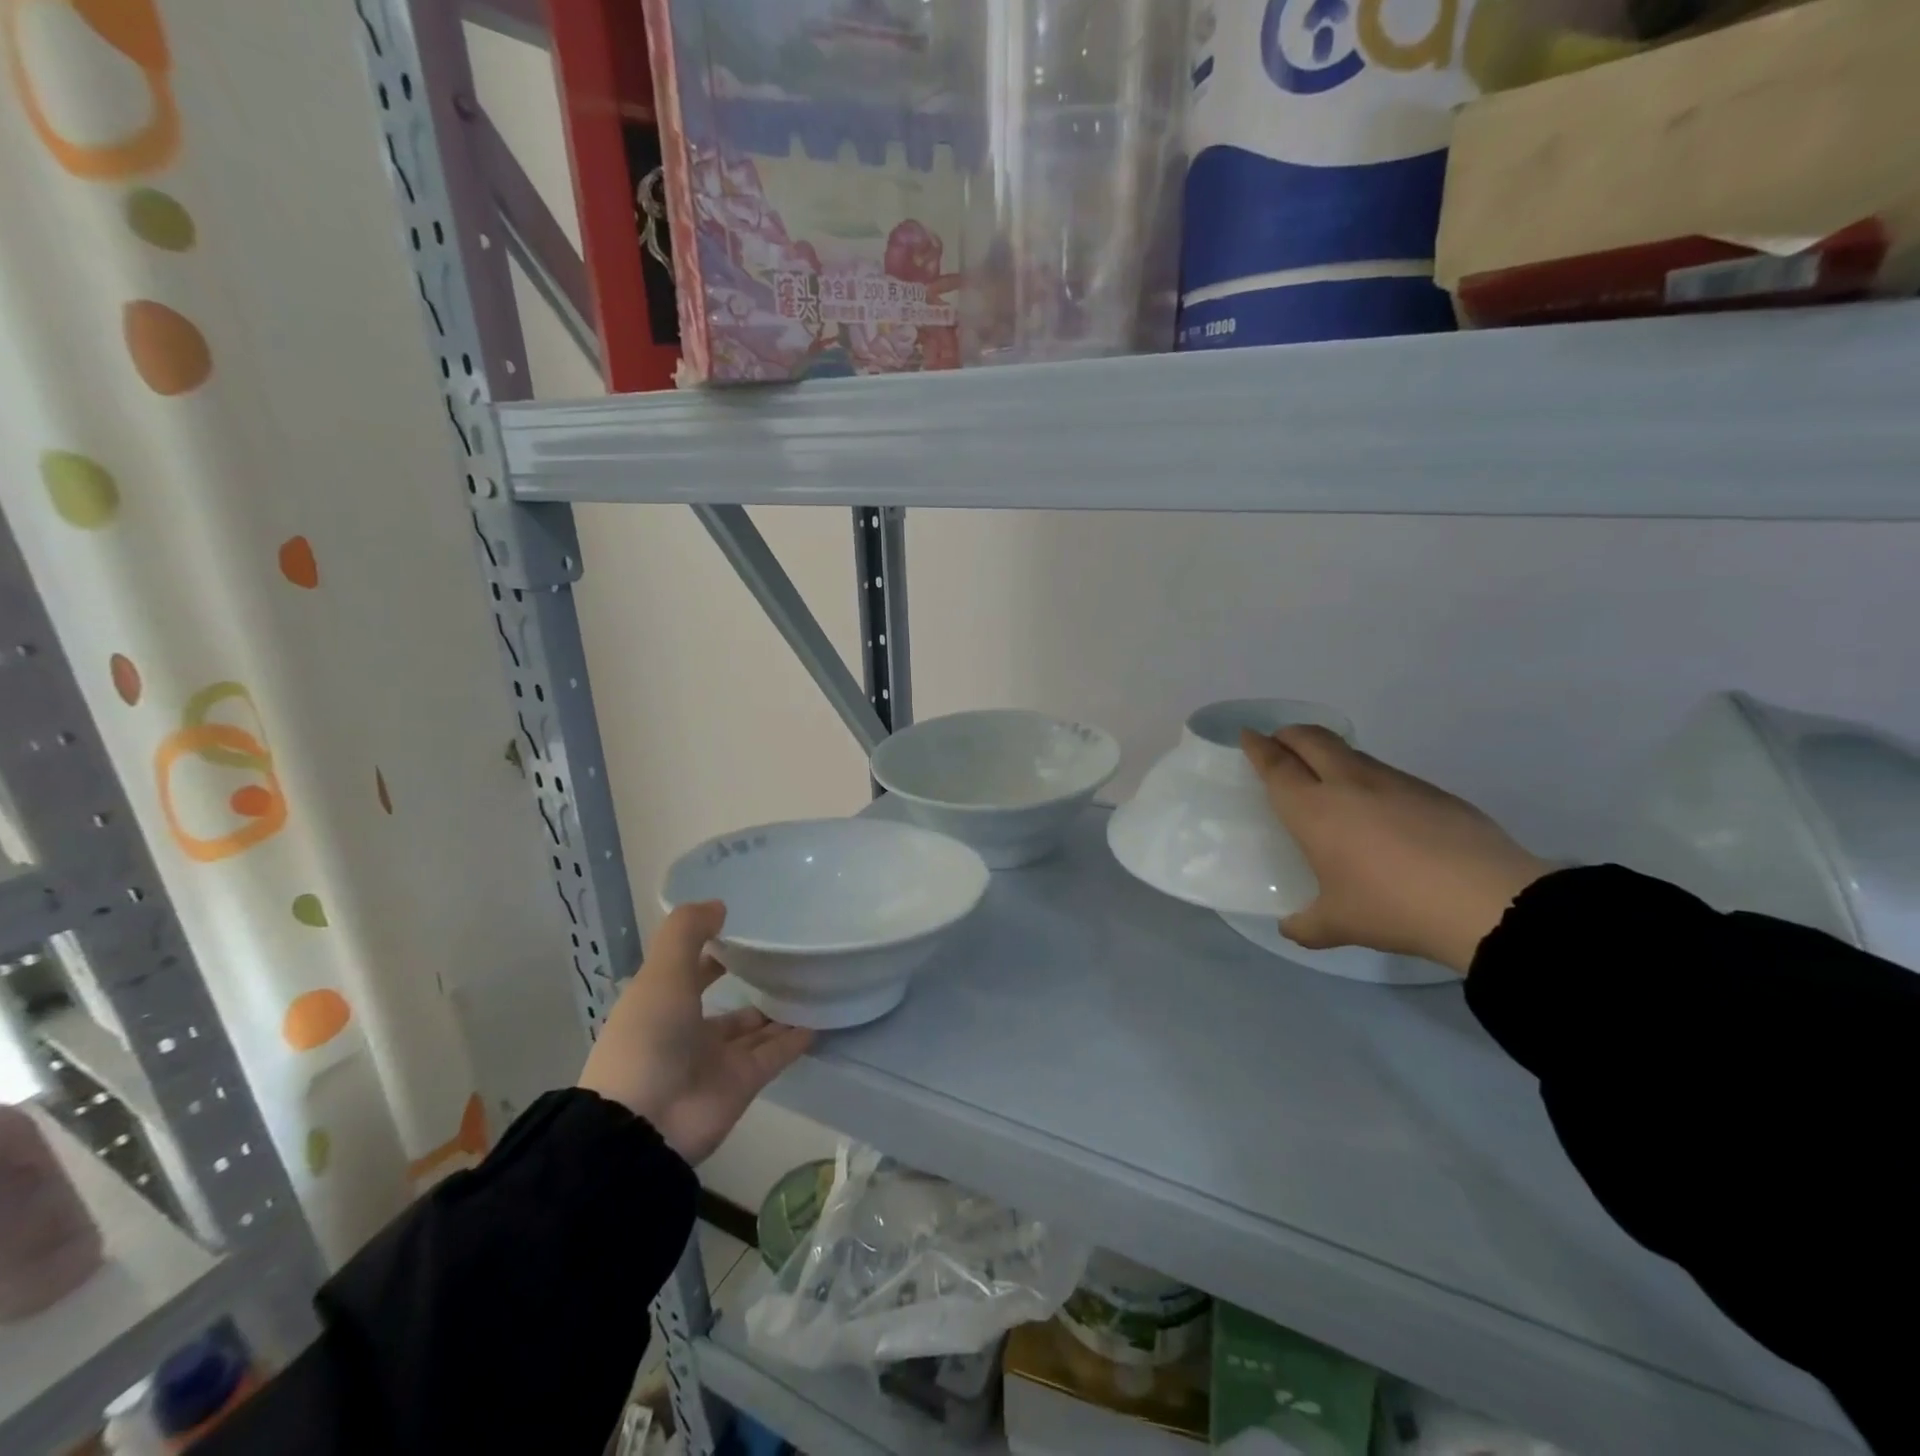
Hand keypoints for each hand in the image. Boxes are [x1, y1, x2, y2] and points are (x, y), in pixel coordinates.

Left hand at [578, 901, 813, 1164]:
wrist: (644, 1124)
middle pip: (728, 1004)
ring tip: (813, 982)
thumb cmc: (649, 1037)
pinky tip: (821, 1016)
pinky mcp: (744, 1082)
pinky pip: (776, 1054)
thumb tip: (719, 904)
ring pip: (756, 1028)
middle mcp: (690, 1031)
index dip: (715, 951)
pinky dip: (795, 1039)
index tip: (747, 929)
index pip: (693, 971)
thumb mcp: (661, 973)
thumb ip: (687, 933)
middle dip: (753, 983)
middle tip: (789, 957)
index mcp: (663, 1004)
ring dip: (779, 1010)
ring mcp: (718, 1059)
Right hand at [1240, 726, 1551, 974]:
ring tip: (1327, 776)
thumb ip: (1305, 924)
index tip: (1248, 735)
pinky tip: (1378, 808)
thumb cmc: (1391, 907)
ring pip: (1352, 753)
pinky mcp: (1432, 792)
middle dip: (1290, 734)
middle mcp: (1349, 784)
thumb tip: (1290, 927)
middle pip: (1311, 740)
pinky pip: (1386, 774)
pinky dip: (1367, 777)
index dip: (1258, 747)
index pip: (1277, 765)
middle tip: (1280, 742)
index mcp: (1314, 809)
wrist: (1485, 901)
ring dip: (1330, 753)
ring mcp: (1394, 783)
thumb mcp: (1338, 924)